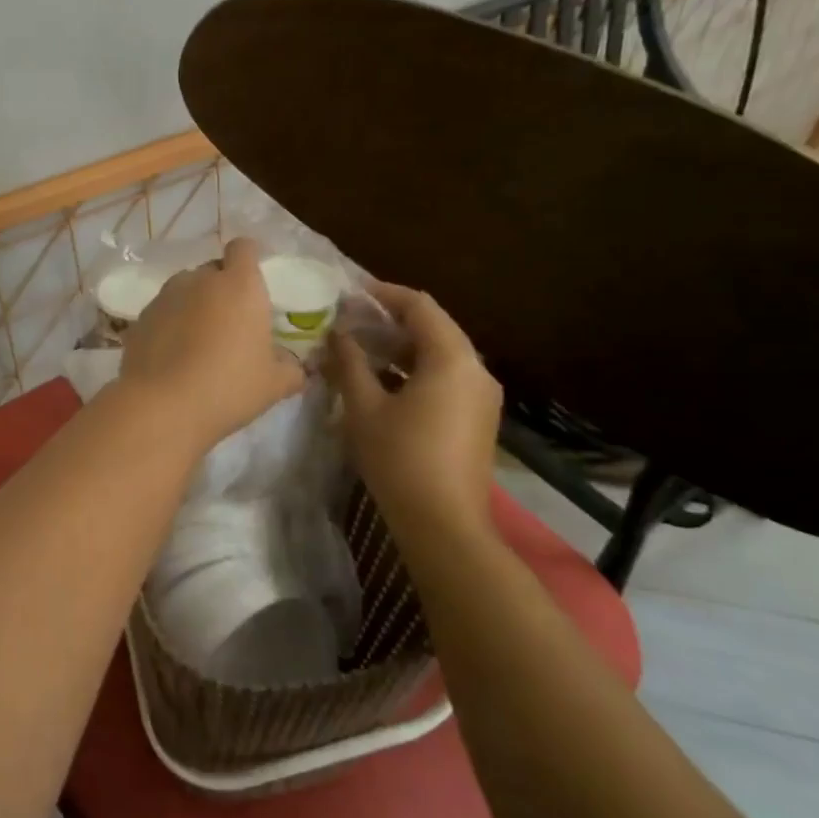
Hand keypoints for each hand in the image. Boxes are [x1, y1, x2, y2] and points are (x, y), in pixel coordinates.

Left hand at [119, 239, 304, 449]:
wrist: (161, 406)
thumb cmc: (228, 387)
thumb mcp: (273, 385)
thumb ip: (291, 370)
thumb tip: (296, 368)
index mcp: (239, 285)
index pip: (244, 247)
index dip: (248, 259)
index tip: (253, 282)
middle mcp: (200, 280)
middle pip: (213, 270)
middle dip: (221, 288)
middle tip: (230, 323)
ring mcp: (165, 297)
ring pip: (184, 289)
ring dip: (193, 305)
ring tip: (198, 340)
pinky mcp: (139, 318)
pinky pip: (162, 313)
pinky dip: (169, 325)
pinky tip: (172, 356)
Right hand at [326, 282, 502, 541]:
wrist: (444, 524)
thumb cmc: (400, 459)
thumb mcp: (364, 408)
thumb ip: (349, 363)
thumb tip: (338, 334)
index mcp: (452, 359)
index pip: (420, 306)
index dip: (384, 294)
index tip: (351, 293)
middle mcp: (476, 370)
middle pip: (433, 328)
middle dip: (390, 321)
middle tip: (349, 320)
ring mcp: (480, 396)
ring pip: (439, 354)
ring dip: (400, 347)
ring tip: (359, 348)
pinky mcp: (476, 417)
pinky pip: (445, 377)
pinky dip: (413, 370)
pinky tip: (381, 380)